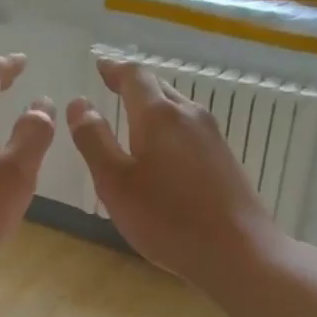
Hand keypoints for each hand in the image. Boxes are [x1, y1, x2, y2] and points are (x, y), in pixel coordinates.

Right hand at [68, 56, 284, 291]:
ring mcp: (212, 136)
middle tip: (111, 88)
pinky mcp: (224, 159)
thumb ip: (94, 140)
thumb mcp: (115, 182)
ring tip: (133, 118)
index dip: (114, 69)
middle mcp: (189, 115)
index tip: (99, 66)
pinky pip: (190, 130)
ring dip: (153, 107)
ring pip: (177, 109)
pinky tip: (163, 152)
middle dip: (133, 86)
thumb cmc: (167, 218)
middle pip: (159, 88)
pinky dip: (169, 129)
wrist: (237, 251)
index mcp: (159, 115)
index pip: (134, 76)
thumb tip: (79, 103)